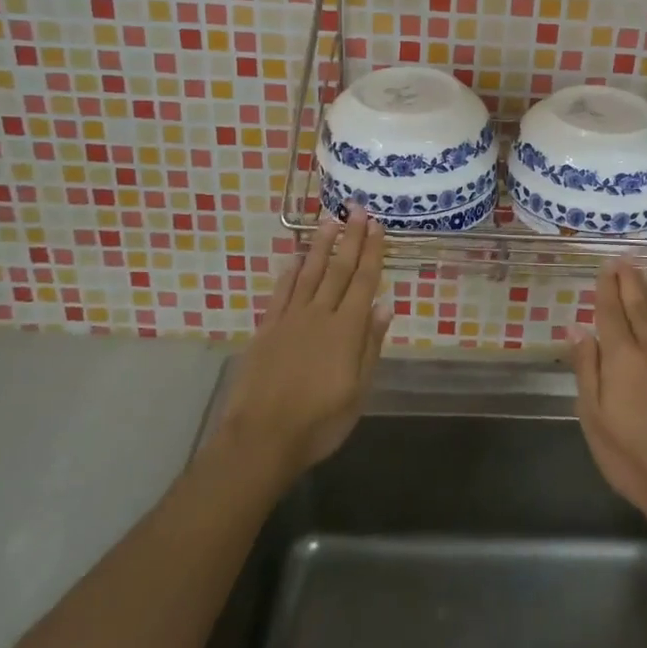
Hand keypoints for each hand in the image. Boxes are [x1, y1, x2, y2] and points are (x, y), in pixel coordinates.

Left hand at [218, 210, 392, 486]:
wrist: (261, 438)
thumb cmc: (319, 422)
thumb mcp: (358, 391)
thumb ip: (370, 345)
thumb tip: (385, 305)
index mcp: (346, 330)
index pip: (363, 282)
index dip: (372, 252)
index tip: (377, 225)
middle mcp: (319, 315)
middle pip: (338, 270)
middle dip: (350, 238)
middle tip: (357, 209)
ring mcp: (290, 319)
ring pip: (309, 273)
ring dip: (320, 245)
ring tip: (329, 220)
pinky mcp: (267, 329)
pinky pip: (281, 293)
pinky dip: (289, 273)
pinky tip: (295, 258)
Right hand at [571, 260, 646, 535]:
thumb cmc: (632, 457)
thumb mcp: (594, 417)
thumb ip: (587, 368)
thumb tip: (577, 328)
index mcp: (623, 357)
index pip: (611, 313)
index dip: (607, 289)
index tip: (605, 267)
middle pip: (639, 307)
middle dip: (630, 282)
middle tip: (625, 259)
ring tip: (643, 274)